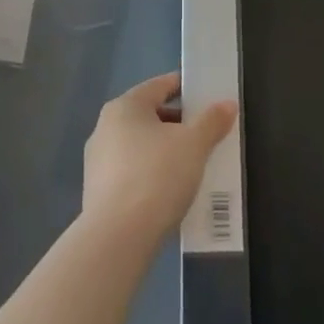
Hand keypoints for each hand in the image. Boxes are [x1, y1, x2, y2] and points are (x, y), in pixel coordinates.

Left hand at [83, 73, 236, 243]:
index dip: (184, 87)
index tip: (206, 96)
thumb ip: (212, 121)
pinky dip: (151, 173)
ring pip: (140, 145)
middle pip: (149, 116)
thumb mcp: (194, 144)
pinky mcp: (96, 192)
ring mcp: (97, 161)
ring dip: (164, 150)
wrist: (118, 238)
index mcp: (125, 107)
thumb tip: (227, 104)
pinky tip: (170, 191)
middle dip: (177, 123)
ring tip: (192, 165)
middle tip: (205, 134)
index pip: (159, 86)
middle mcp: (105, 127)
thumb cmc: (157, 176)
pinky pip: (131, 172)